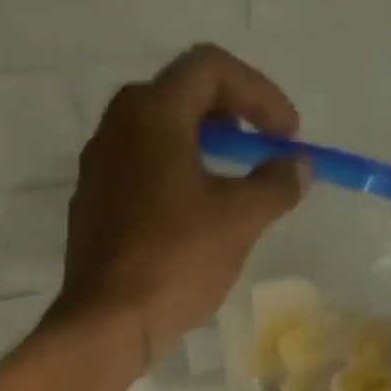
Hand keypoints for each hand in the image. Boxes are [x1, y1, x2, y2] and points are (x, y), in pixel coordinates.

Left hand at [51, 44, 307, 368]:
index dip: (259, 94)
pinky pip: (139, 176)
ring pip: (156, 139)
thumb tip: (298, 166)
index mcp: (152, 112)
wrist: (108, 322)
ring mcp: (97, 170)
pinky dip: (172, 182)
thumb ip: (275, 185)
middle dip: (229, 119)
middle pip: (179, 97)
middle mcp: (116, 127)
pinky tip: (191, 223)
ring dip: (200, 152)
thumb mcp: (240, 220)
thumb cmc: (177, 260)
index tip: (287, 136)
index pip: (211, 68)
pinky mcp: (91, 209)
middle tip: (258, 154)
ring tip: (230, 191)